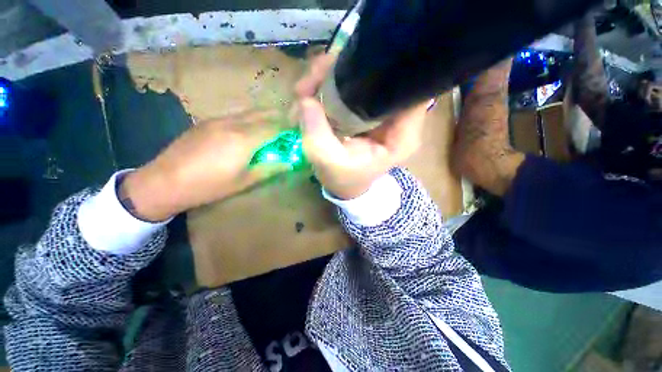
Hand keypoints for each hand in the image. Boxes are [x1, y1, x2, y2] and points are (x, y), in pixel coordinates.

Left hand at [121, 110, 291, 220]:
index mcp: (244, 139)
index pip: (274, 126)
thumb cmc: (209, 186)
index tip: (298, 132)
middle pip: (263, 113)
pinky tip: (249, 132)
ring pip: (249, 112)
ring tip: (272, 129)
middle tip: (288, 128)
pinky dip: (249, 120)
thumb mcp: (244, 181)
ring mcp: (218, 120)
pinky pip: (236, 116)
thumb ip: (270, 169)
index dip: (289, 128)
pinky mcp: (207, 122)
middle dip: (279, 118)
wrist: (164, 181)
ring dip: (265, 117)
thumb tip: (289, 164)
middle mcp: (233, 123)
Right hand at [296, 54, 428, 199]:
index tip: (348, 64)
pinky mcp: (366, 110)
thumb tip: (305, 98)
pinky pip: (352, 88)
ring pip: (362, 78)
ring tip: (303, 92)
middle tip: (308, 84)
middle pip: (380, 77)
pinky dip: (329, 87)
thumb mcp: (328, 162)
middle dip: (342, 71)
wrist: (345, 186)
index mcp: (401, 134)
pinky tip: (310, 97)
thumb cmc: (343, 179)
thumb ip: (318, 132)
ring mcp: (380, 112)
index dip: (386, 67)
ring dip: (329, 78)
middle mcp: (397, 118)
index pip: (409, 88)